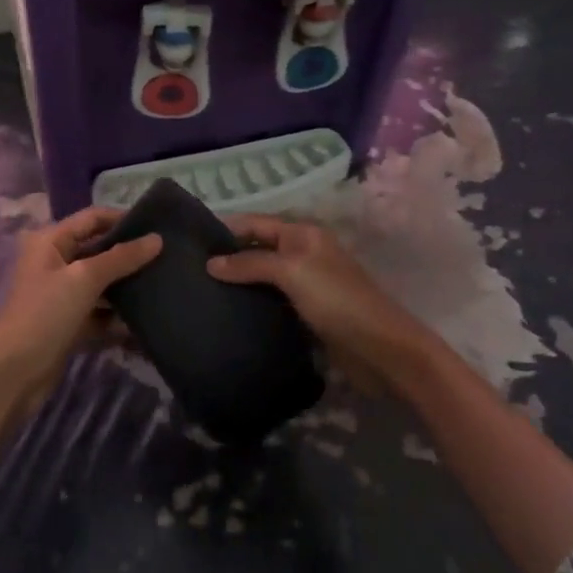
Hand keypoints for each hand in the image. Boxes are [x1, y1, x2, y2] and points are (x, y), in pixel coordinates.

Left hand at [0, 207, 161, 413]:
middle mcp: (55, 262)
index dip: (123, 219)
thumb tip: (157, 239)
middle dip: (129, 255)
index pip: (93, 218)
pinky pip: (99, 312)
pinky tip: (146, 322)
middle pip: (99, 250)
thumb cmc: (44, 314)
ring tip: (163, 286)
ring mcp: (61, 295)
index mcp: (51, 241)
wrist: (12, 375)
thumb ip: (121, 258)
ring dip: (127, 287)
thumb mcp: (84, 279)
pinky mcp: (68, 323)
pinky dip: (118, 316)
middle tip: (167, 257)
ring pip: (101, 283)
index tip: (158, 226)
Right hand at [207, 215, 431, 385]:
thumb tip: (210, 263)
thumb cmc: (336, 300)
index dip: (226, 228)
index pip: (255, 222)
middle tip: (190, 270)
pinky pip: (273, 301)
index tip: (190, 241)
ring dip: (239, 282)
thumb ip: (250, 263)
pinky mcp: (308, 314)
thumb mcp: (291, 272)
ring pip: (264, 276)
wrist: (382, 350)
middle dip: (229, 256)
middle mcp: (304, 253)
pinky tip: (230, 313)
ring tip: (203, 291)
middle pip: (258, 248)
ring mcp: (307, 284)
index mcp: (302, 233)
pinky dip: (253, 304)